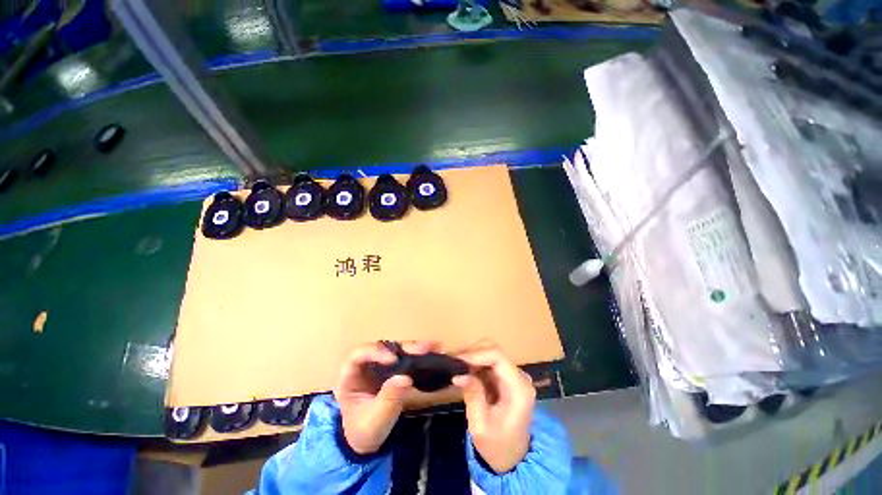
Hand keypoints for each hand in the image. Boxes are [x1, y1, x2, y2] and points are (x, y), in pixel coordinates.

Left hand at [333, 341, 437, 454]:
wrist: (368, 442)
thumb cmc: (364, 431)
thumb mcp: (374, 420)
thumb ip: (388, 399)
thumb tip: (406, 378)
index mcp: (350, 376)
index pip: (359, 355)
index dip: (375, 352)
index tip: (393, 359)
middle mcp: (366, 365)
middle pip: (383, 348)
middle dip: (404, 347)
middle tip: (424, 348)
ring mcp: (380, 366)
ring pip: (397, 350)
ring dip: (415, 348)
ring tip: (433, 347)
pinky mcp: (393, 370)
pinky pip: (405, 358)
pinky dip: (418, 356)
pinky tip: (432, 353)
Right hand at [453, 344, 534, 473]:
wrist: (512, 460)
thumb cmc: (498, 447)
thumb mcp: (480, 426)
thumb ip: (472, 396)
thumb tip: (459, 374)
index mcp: (518, 388)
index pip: (498, 357)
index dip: (476, 354)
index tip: (457, 360)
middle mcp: (518, 377)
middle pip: (494, 350)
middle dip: (472, 352)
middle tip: (452, 361)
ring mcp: (512, 376)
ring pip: (490, 352)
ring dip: (471, 356)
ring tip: (454, 364)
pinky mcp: (505, 378)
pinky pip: (488, 362)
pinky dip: (474, 363)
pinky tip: (462, 369)